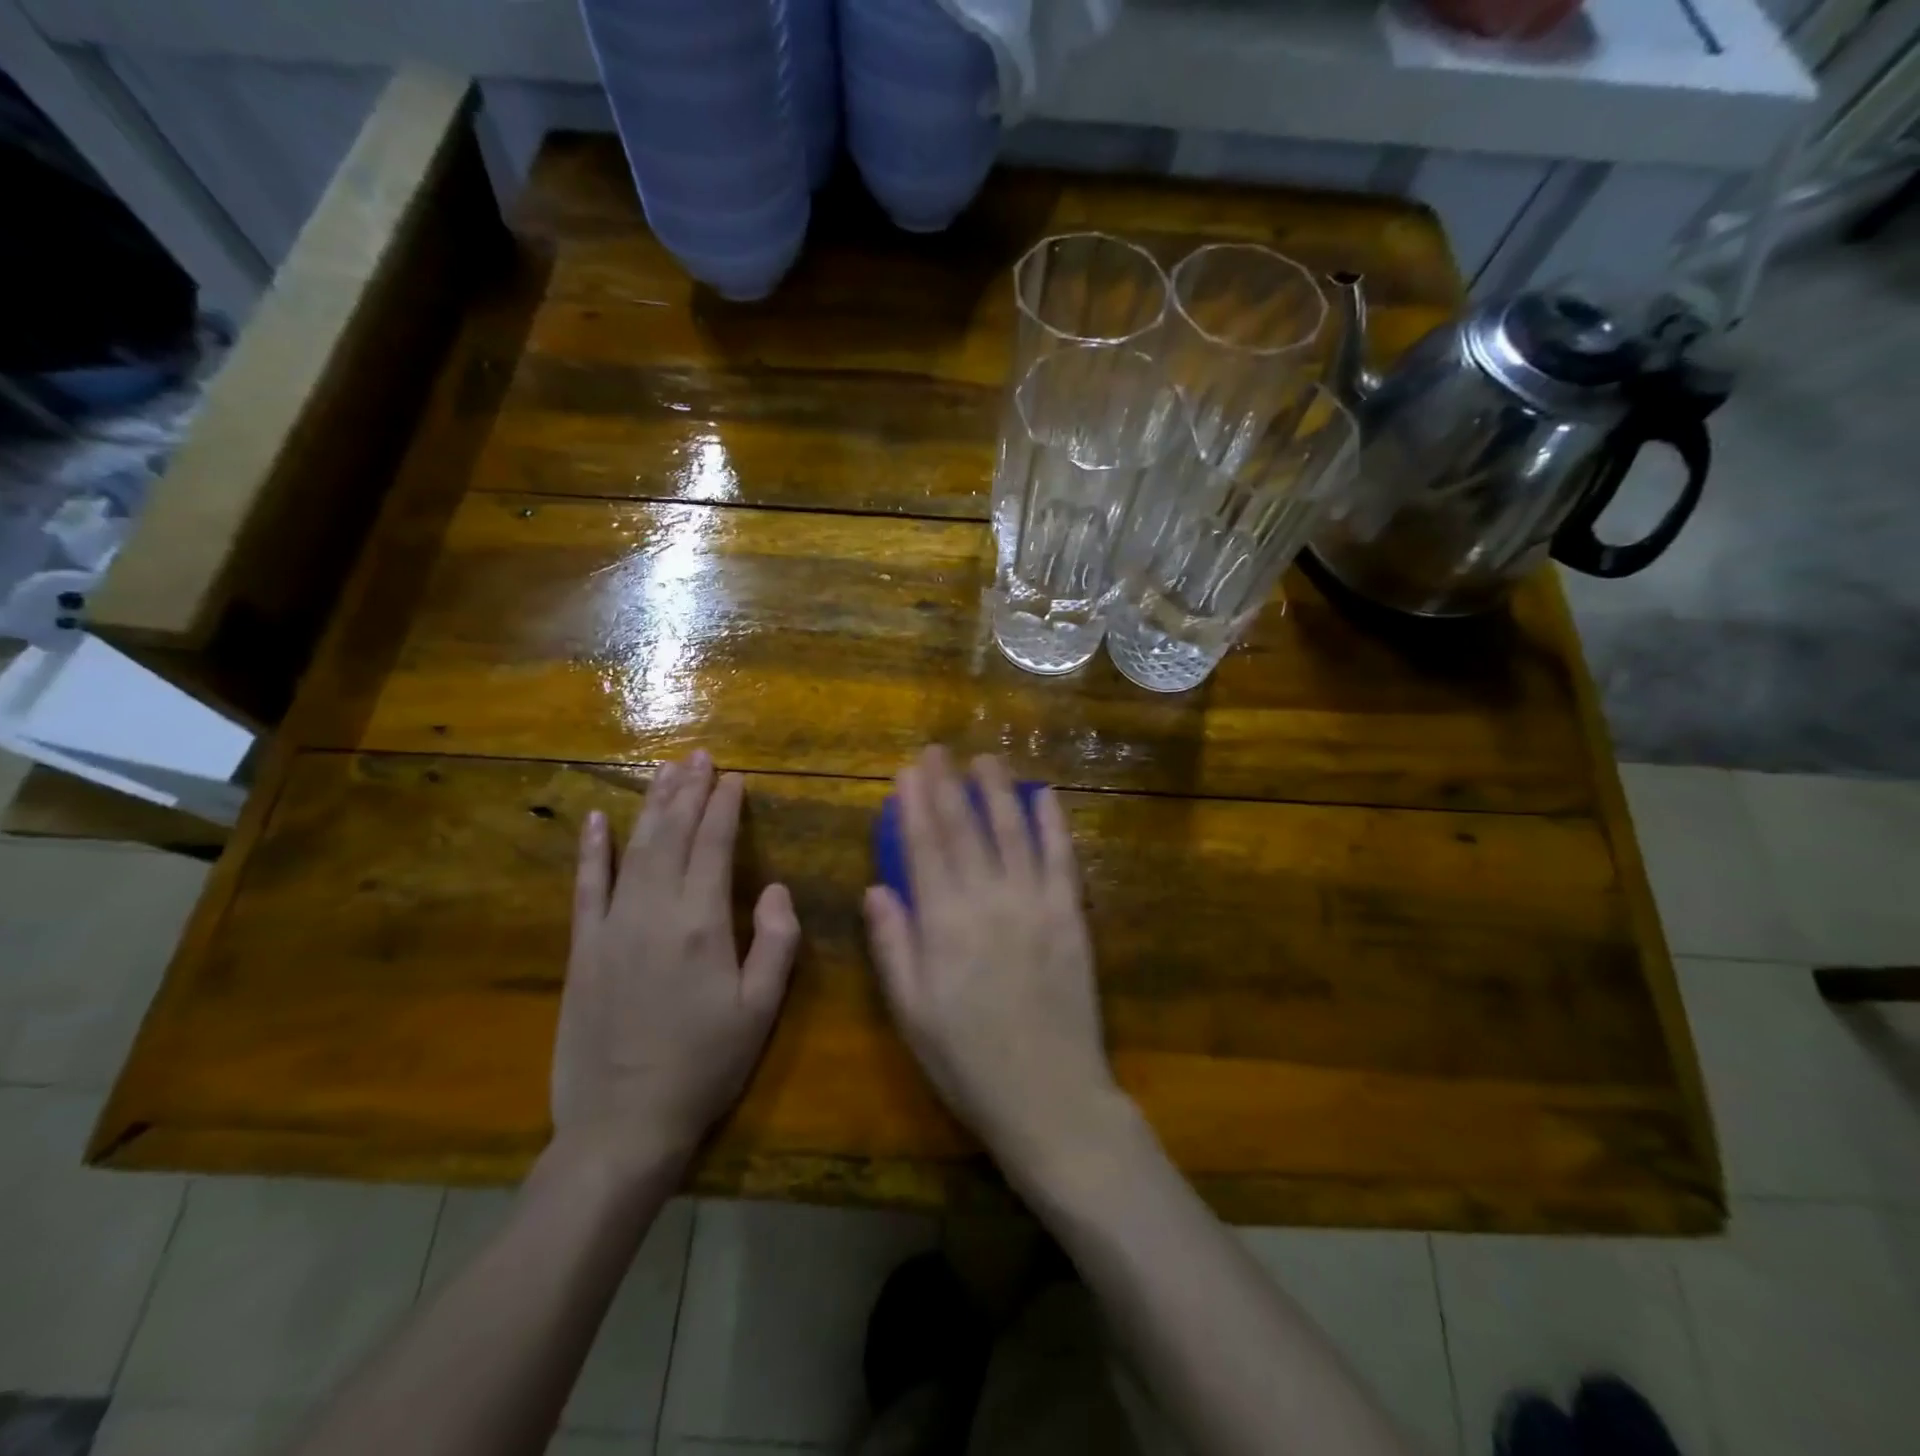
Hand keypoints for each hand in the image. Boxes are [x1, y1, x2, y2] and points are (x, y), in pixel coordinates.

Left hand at [554, 751, 800, 1179]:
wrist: (622, 1125)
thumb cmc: (704, 1066)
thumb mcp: (761, 1010)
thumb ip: (776, 942)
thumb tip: (774, 887)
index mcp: (702, 924)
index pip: (714, 845)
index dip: (725, 806)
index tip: (734, 777)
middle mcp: (654, 912)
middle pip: (672, 834)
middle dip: (688, 790)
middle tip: (699, 755)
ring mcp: (611, 927)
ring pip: (634, 849)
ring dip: (652, 806)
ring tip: (666, 771)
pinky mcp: (582, 949)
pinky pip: (586, 887)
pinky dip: (591, 850)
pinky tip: (597, 820)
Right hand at [863, 748, 1121, 1173]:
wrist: (1050, 1098)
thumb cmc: (968, 1062)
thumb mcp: (912, 1013)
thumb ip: (893, 947)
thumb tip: (877, 888)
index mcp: (943, 924)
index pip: (924, 847)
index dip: (914, 805)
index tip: (907, 771)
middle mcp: (988, 901)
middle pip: (965, 829)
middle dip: (948, 785)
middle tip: (937, 750)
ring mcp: (1035, 904)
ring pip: (1013, 832)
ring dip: (998, 791)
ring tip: (986, 759)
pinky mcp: (1071, 916)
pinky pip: (1062, 859)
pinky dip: (1053, 824)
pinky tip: (1044, 796)